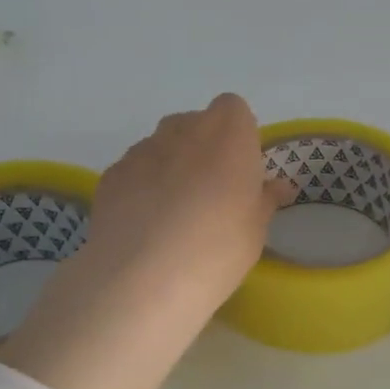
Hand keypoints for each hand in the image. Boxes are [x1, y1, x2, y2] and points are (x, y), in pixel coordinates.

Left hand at [0, 94, 294, 388]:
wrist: (143, 278)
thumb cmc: (218, 246)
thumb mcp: (256, 227)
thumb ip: (266, 198)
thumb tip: (278, 187)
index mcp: (227, 132)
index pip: (234, 109)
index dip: (238, 136)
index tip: (241, 170)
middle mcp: (183, 128)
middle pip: (196, 124)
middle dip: (204, 149)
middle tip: (212, 194)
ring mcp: (142, 149)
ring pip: (162, 146)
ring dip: (172, 167)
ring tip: (174, 215)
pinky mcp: (111, 174)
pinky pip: (135, 171)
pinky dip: (142, 187)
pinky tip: (145, 225)